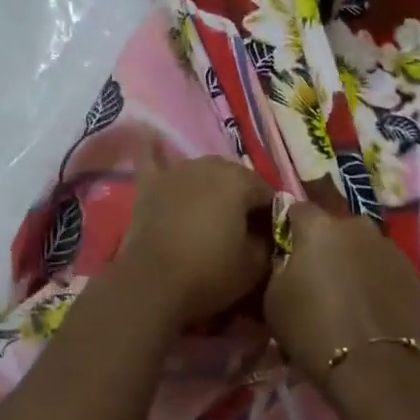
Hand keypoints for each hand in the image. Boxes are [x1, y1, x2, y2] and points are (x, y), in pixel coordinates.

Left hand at [116, 157, 274, 326]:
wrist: (153, 283)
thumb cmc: (210, 273)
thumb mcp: (255, 266)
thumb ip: (269, 240)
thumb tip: (266, 230)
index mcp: (239, 181)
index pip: (266, 192)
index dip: (270, 215)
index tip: (268, 238)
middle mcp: (209, 165)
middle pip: (234, 177)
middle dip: (241, 197)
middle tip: (240, 228)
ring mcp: (176, 170)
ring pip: (202, 170)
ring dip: (209, 184)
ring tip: (209, 211)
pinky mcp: (149, 183)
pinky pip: (152, 158)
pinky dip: (154, 150)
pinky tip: (150, 135)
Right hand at [264, 201, 419, 387]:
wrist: (374, 368)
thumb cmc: (313, 329)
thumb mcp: (273, 298)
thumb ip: (279, 267)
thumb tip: (288, 260)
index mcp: (318, 226)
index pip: (298, 209)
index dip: (291, 227)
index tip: (287, 249)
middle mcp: (356, 226)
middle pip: (335, 227)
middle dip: (327, 245)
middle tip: (319, 275)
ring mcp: (389, 247)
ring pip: (364, 246)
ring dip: (355, 261)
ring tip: (349, 295)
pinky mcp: (413, 273)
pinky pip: (386, 268)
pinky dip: (378, 280)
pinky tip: (372, 308)